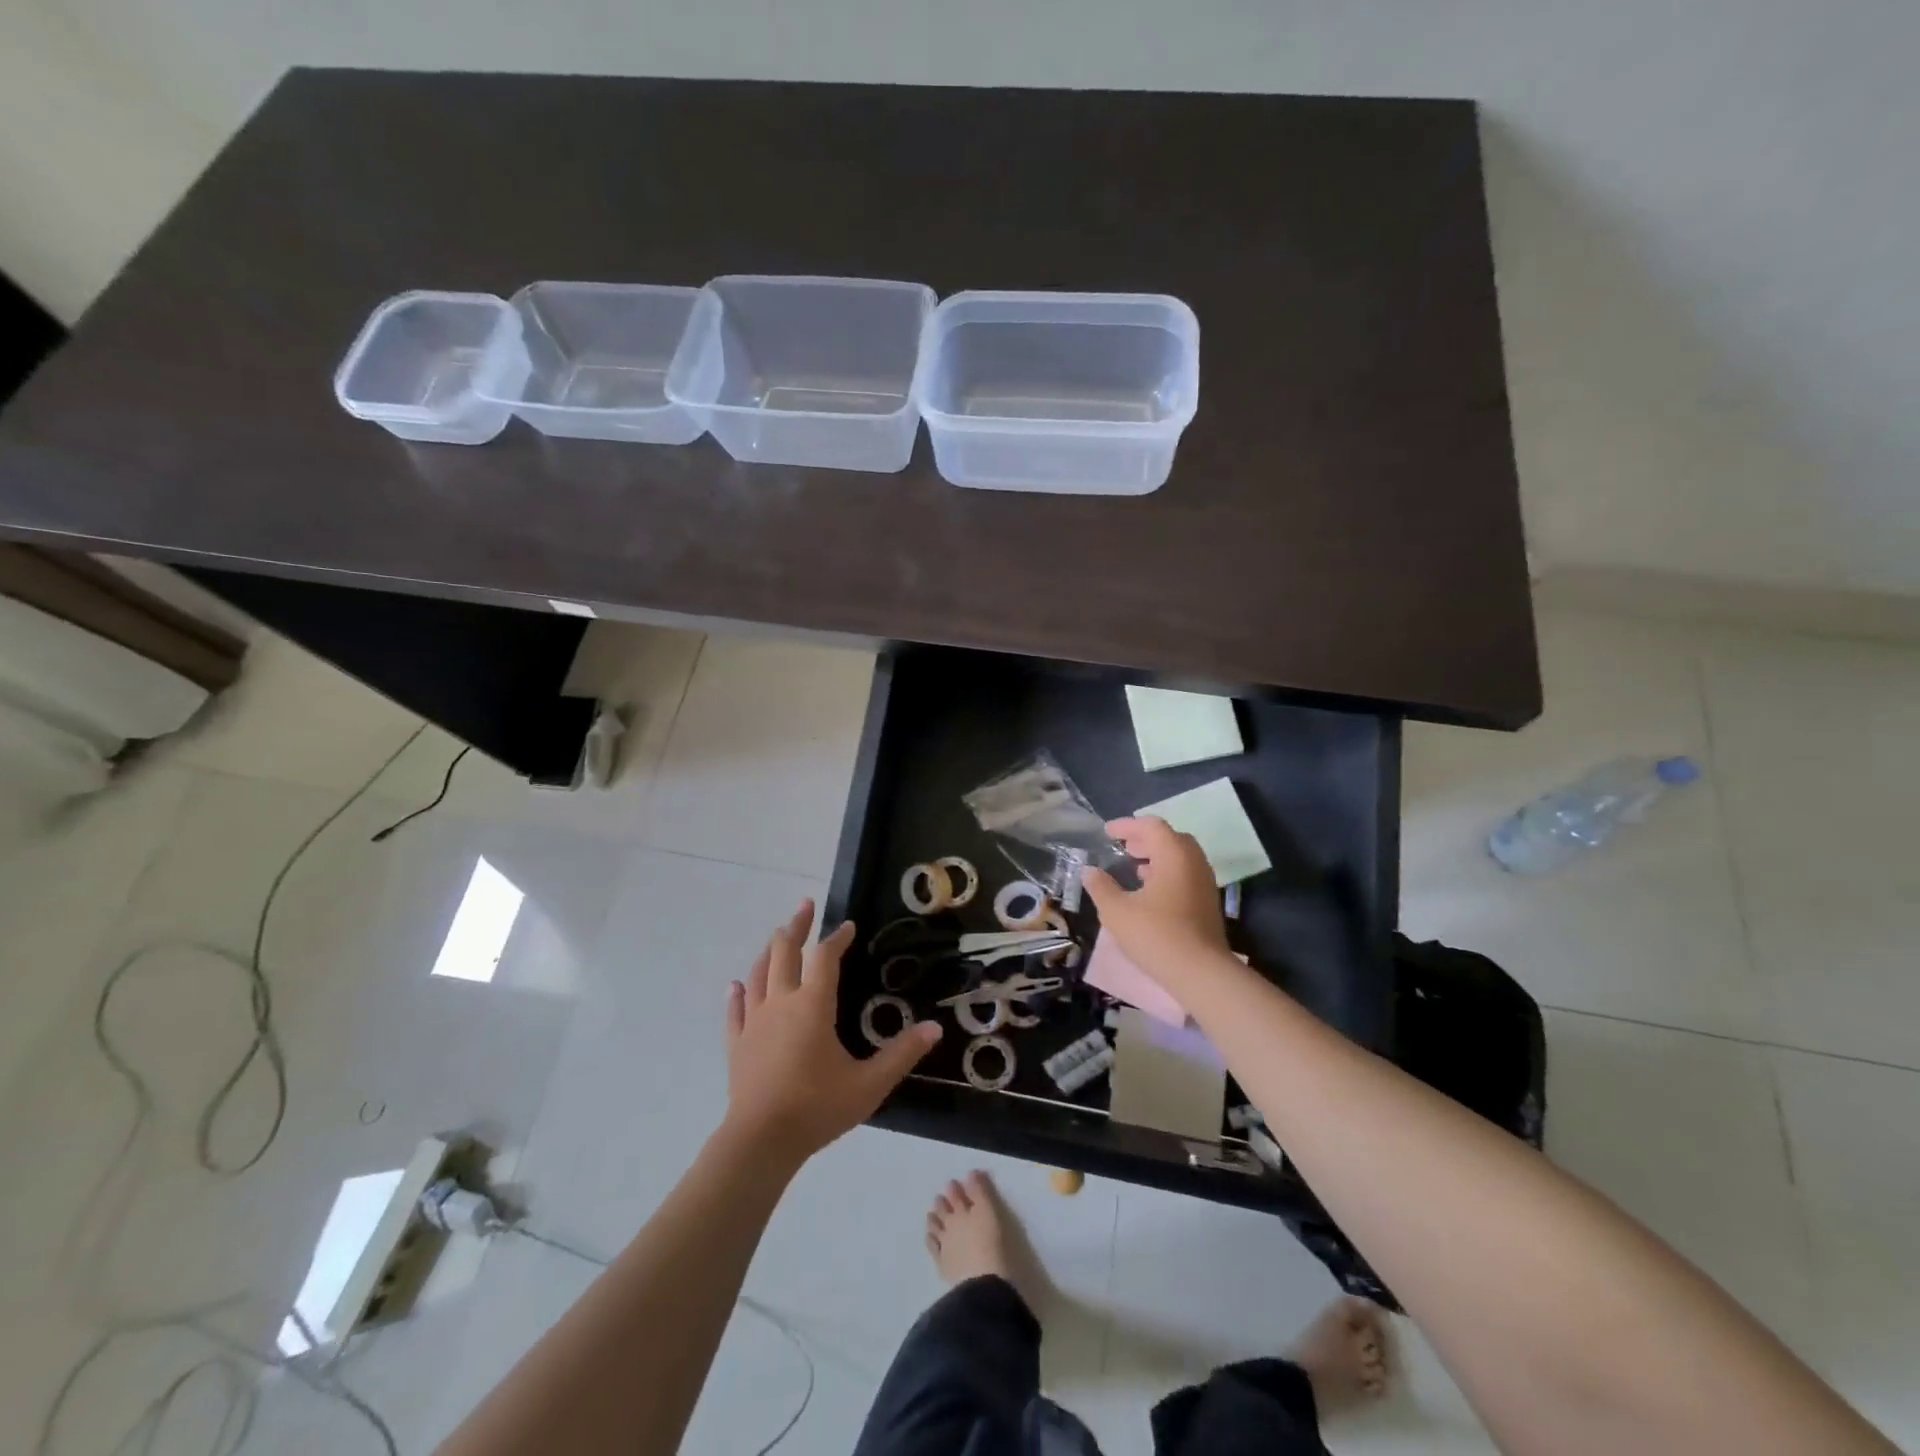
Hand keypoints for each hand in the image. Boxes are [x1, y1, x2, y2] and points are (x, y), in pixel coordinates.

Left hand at [723, 900, 940, 1165]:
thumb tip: (935, 1028)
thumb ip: (902, 1054)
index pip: (825, 957)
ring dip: (770, 950)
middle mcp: (781, 1002)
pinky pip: (735, 1011)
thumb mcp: (869, 1084)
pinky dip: (737, 994)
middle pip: (784, 951)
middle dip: (797, 926)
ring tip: (779, 936)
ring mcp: (754, 1022)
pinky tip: (736, 985)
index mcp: (813, 1004)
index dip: (837, 938)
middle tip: (806, 905)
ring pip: (759, 973)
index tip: (848, 926)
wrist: (760, 1142)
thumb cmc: (817, 1108)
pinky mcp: (737, 1044)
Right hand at [1082, 816, 1229, 984]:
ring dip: (1157, 856)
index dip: (1127, 825)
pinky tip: (1150, 891)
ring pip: (1180, 857)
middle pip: (1170, 838)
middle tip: (1123, 846)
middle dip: (1144, 838)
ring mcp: (1205, 882)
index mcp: (1173, 855)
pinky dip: (1167, 872)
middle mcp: (1193, 862)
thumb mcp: (1117, 911)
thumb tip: (1089, 871)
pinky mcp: (1208, 902)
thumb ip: (1101, 887)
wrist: (1201, 973)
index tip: (1107, 832)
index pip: (1151, 826)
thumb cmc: (1156, 935)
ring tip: (1134, 866)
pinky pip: (1186, 874)